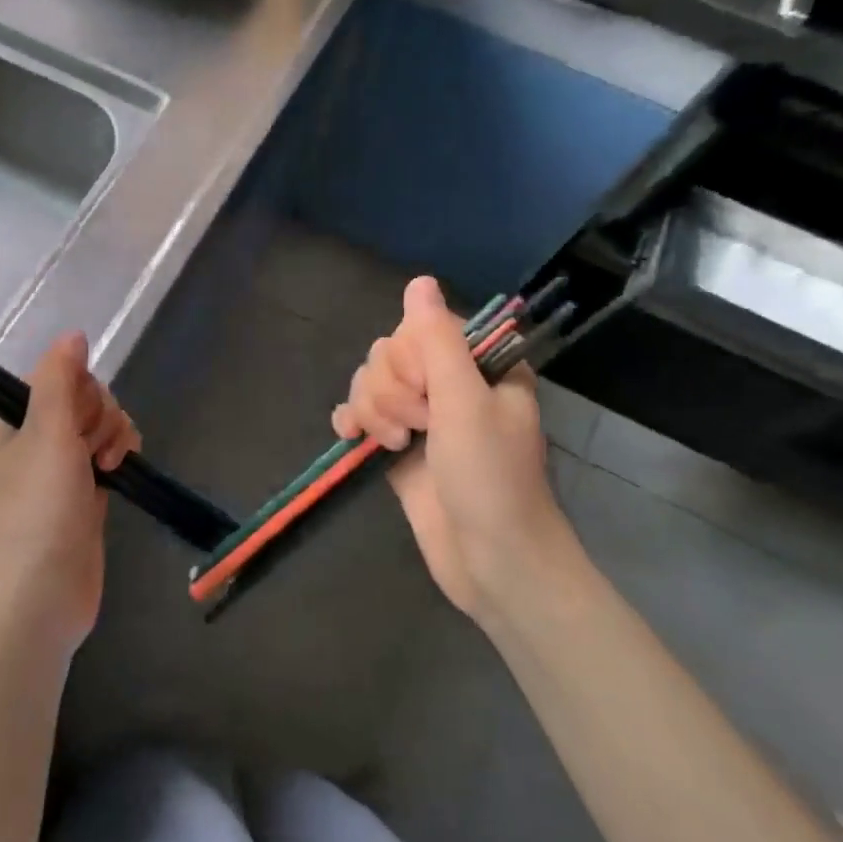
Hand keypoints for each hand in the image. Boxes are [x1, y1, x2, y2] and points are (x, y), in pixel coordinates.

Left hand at [0, 333, 139, 659]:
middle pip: (80, 397)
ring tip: (108, 466)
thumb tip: (73, 333)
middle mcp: (27, 438)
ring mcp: (56, 469)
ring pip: (97, 425)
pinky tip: (120, 471)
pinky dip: (118, 456)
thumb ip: (60, 378)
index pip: (51, 374)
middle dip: (98, 413)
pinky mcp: (81, 495)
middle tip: (90, 448)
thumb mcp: (45, 433)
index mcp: (4, 419)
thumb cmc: (34, 512)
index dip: (76, 387)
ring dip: (112, 434)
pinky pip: (106, 454)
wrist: (36, 602)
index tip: (78, 415)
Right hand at [332, 277, 584, 625]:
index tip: (427, 393)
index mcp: (479, 365)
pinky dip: (353, 423)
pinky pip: (360, 414)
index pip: (421, 328)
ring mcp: (422, 416)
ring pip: (372, 383)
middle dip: (392, 391)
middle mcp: (449, 383)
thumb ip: (438, 340)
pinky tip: (352, 439)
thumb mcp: (465, 401)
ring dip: (374, 412)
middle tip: (418, 427)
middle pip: (390, 354)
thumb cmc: (490, 477)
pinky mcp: (398, 446)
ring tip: (397, 446)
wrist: (490, 560)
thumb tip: (419, 281)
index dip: (410, 358)